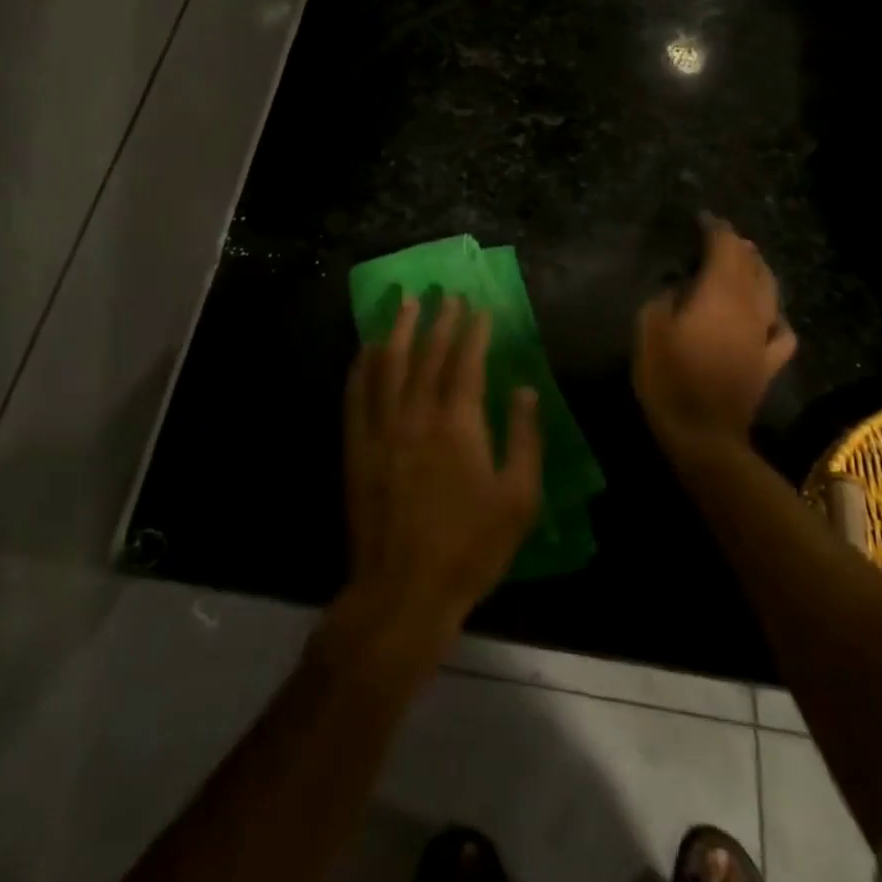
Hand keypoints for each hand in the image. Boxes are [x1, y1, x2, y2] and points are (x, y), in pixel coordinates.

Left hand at [340, 297, 542, 647]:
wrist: (403, 589)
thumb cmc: (470, 548)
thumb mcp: (518, 500)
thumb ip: (525, 439)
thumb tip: (525, 389)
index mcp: (459, 424)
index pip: (467, 362)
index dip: (474, 331)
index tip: (479, 306)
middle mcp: (417, 414)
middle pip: (427, 354)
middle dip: (439, 319)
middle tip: (445, 292)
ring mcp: (381, 428)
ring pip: (388, 364)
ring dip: (397, 329)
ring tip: (404, 301)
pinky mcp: (357, 446)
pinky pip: (356, 394)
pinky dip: (362, 365)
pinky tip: (366, 348)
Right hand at [633, 215, 796, 469]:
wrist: (704, 434)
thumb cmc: (669, 378)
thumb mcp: (649, 330)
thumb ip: (664, 299)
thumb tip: (678, 287)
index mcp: (719, 294)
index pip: (724, 248)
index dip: (714, 229)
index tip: (701, 218)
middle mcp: (749, 307)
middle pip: (751, 265)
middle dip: (738, 246)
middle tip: (721, 235)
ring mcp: (763, 336)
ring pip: (770, 291)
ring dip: (759, 271)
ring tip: (747, 262)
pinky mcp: (768, 363)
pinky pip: (781, 331)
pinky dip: (775, 316)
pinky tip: (769, 317)